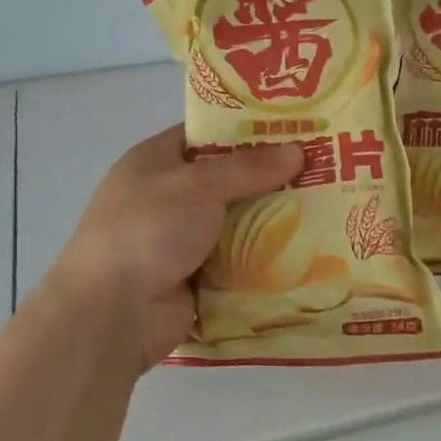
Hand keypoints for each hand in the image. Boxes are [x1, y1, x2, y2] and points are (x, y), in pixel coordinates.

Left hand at [47, 126, 302, 371]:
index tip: (292, 127)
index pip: (204, 134)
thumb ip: (248, 168)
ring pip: (235, 223)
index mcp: (154, 161)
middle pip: (225, 180)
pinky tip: (307, 252)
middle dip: (268, 178)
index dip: (245, 129)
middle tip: (322, 169)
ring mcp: (179, 241)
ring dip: (271, 221)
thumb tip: (297, 150)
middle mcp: (166, 197)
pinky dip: (263, 260)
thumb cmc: (148, 229)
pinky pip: (237, 263)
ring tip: (328, 208)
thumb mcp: (198, 185)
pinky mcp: (194, 279)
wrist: (112, 312)